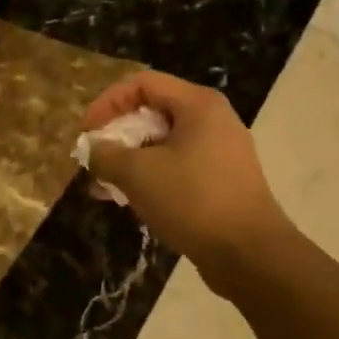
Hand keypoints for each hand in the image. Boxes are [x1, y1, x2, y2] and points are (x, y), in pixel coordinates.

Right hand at [82, 71, 299, 298]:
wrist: (251, 255)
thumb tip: (93, 149)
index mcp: (198, 104)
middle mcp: (213, 118)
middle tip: (95, 158)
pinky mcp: (223, 179)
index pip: (143, 83)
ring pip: (165, 142)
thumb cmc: (193, 200)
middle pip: (154, 111)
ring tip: (104, 185)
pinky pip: (179, 165)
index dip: (108, 102)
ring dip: (131, 158)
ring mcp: (222, 150)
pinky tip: (130, 200)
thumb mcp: (138, 174)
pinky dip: (152, 175)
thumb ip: (107, 155)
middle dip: (118, 133)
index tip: (87, 132)